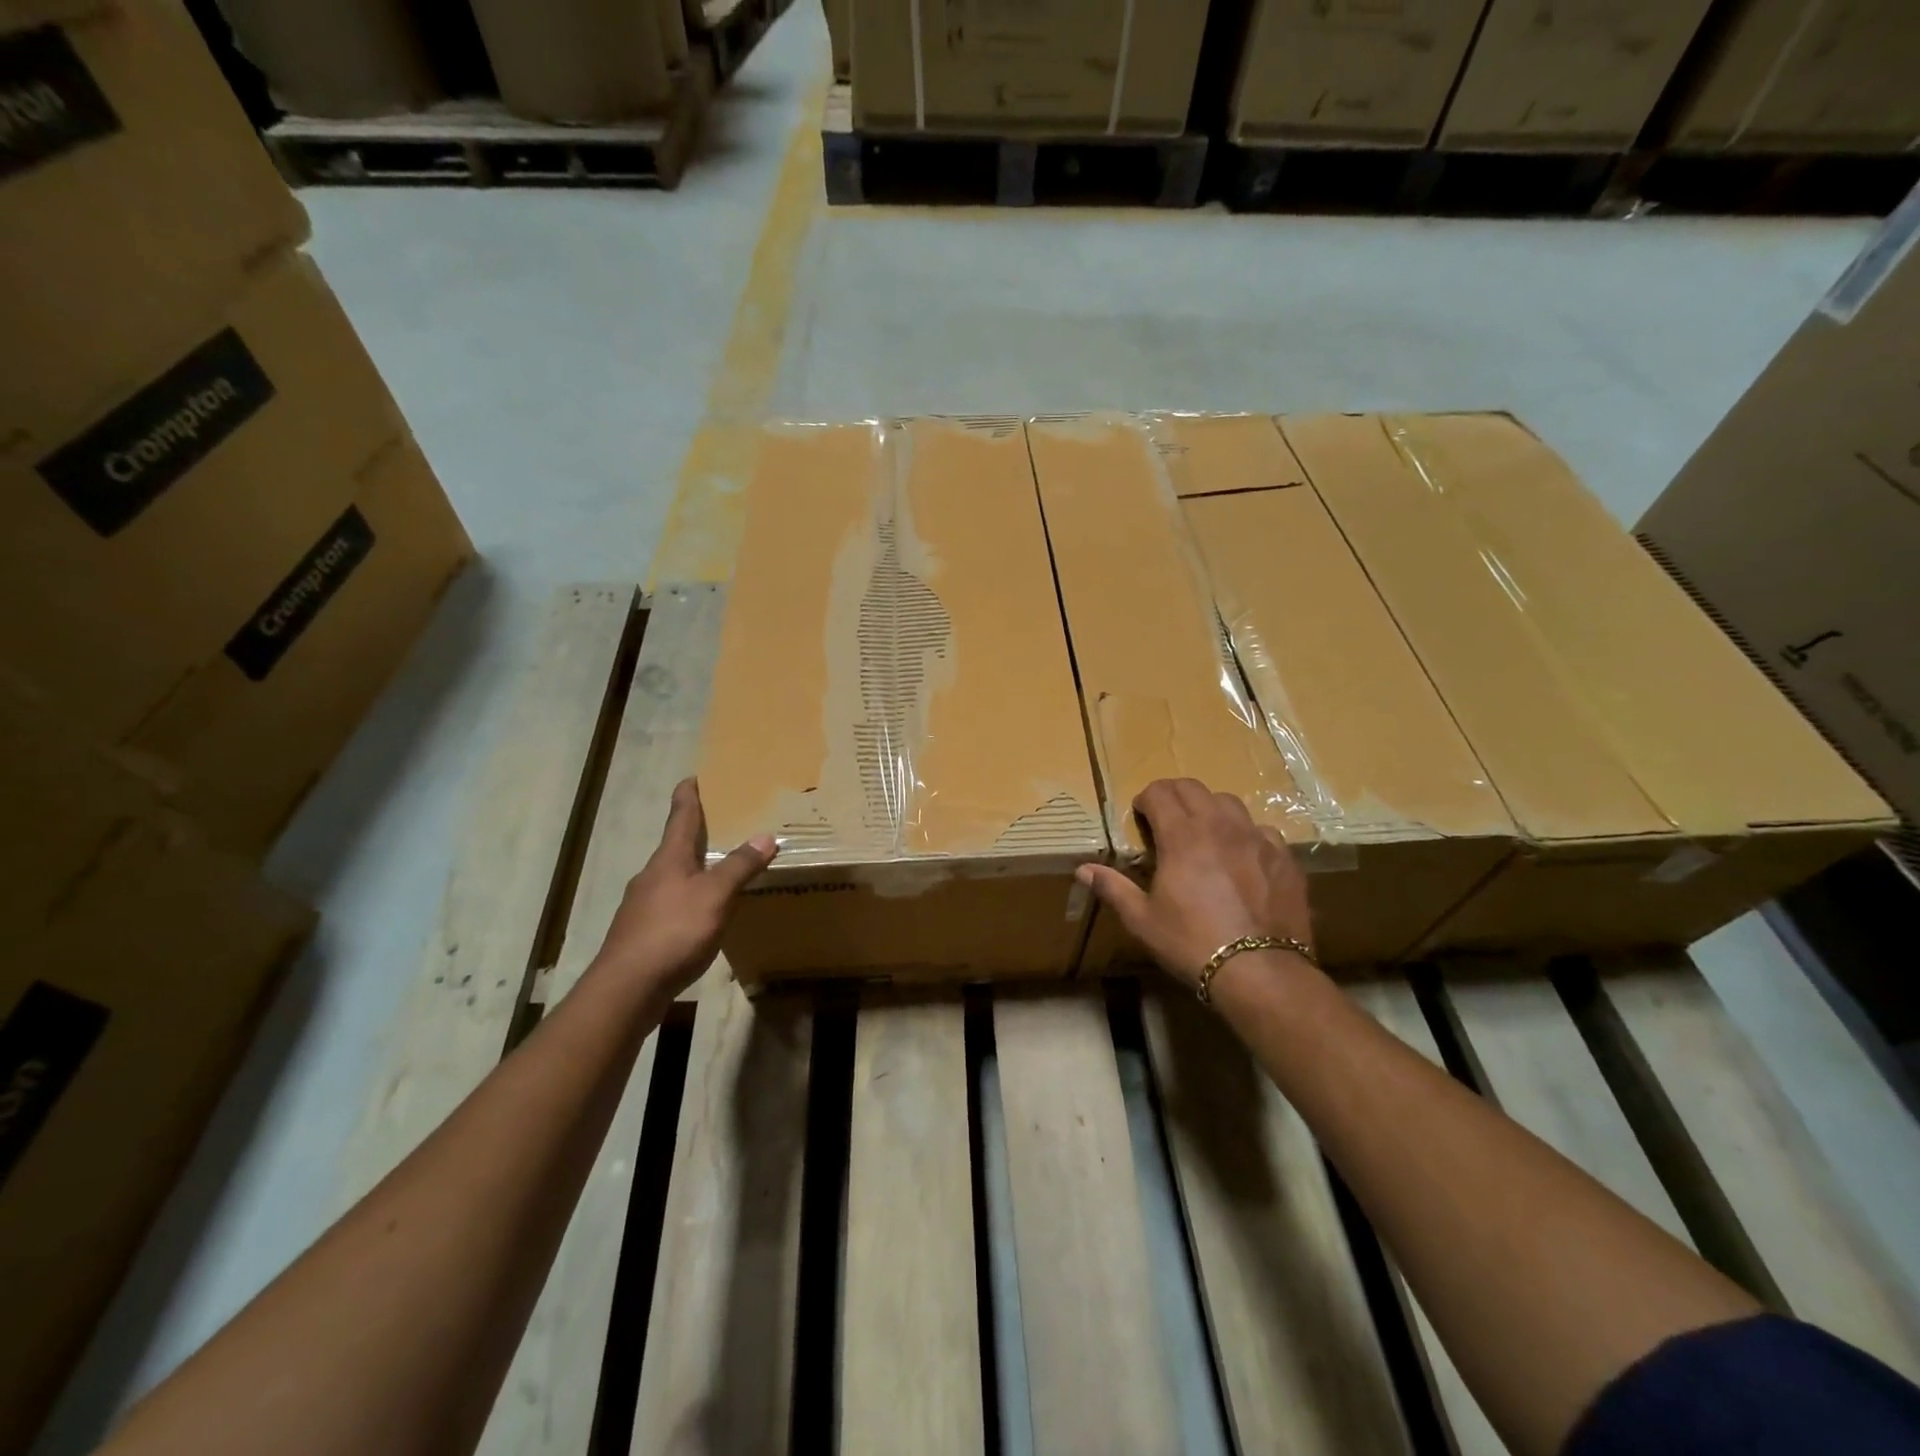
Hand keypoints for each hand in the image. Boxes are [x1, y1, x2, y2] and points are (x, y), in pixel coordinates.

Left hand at [590, 778, 776, 1001]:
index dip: (688, 795)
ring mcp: (644, 904)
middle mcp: (652, 875)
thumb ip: (740, 866)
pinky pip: (673, 903)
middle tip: (723, 822)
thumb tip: (766, 835)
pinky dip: (691, 897)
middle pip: (676, 845)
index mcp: (669, 859)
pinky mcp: (644, 932)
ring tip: (721, 867)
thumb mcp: (715, 896)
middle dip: (697, 832)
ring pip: (674, 875)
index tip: (694, 776)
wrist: (627, 988)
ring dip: (696, 867)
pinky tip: (704, 913)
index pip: (680, 816)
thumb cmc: (673, 931)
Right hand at [1077, 778, 1313, 992]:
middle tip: (1164, 817)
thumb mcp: (1143, 920)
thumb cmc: (1192, 943)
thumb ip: (1113, 888)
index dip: (1145, 799)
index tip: (1139, 816)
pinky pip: (1262, 829)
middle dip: (1173, 795)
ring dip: (1209, 808)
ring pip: (1229, 802)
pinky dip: (1245, 833)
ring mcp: (1257, 838)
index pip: (1159, 792)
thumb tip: (1083, 869)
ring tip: (1203, 832)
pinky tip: (1242, 856)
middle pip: (1192, 787)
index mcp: (1182, 836)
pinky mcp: (1284, 857)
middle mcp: (1219, 826)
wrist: (1260, 971)